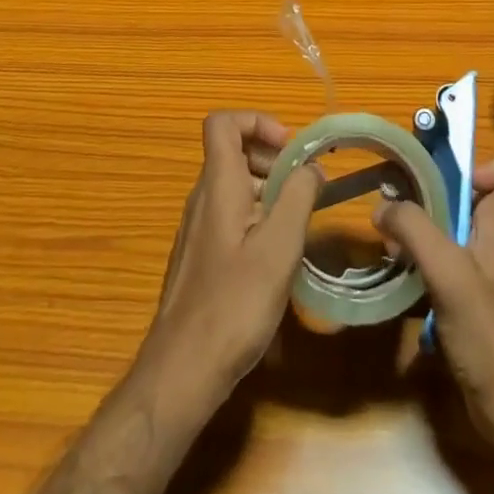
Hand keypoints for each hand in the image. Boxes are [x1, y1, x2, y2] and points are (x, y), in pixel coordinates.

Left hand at [145, 111, 320, 409]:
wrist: (181, 372)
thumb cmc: (233, 304)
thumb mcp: (279, 247)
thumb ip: (299, 197)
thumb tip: (312, 167)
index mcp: (218, 185)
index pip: (222, 123)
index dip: (256, 121)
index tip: (288, 148)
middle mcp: (203, 199)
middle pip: (232, 152)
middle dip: (271, 158)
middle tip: (304, 186)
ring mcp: (198, 229)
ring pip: (233, 185)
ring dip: (268, 188)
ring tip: (298, 220)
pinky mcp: (200, 257)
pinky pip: (230, 215)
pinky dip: (256, 216)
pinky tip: (276, 254)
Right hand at [374, 159, 493, 431]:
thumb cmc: (489, 332)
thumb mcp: (448, 271)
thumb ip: (415, 230)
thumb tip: (382, 206)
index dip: (492, 169)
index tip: (455, 181)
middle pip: (475, 205)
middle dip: (436, 202)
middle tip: (401, 211)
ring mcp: (487, 280)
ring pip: (456, 239)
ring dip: (424, 238)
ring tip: (392, 249)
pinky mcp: (473, 309)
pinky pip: (447, 273)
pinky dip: (424, 272)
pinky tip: (401, 286)